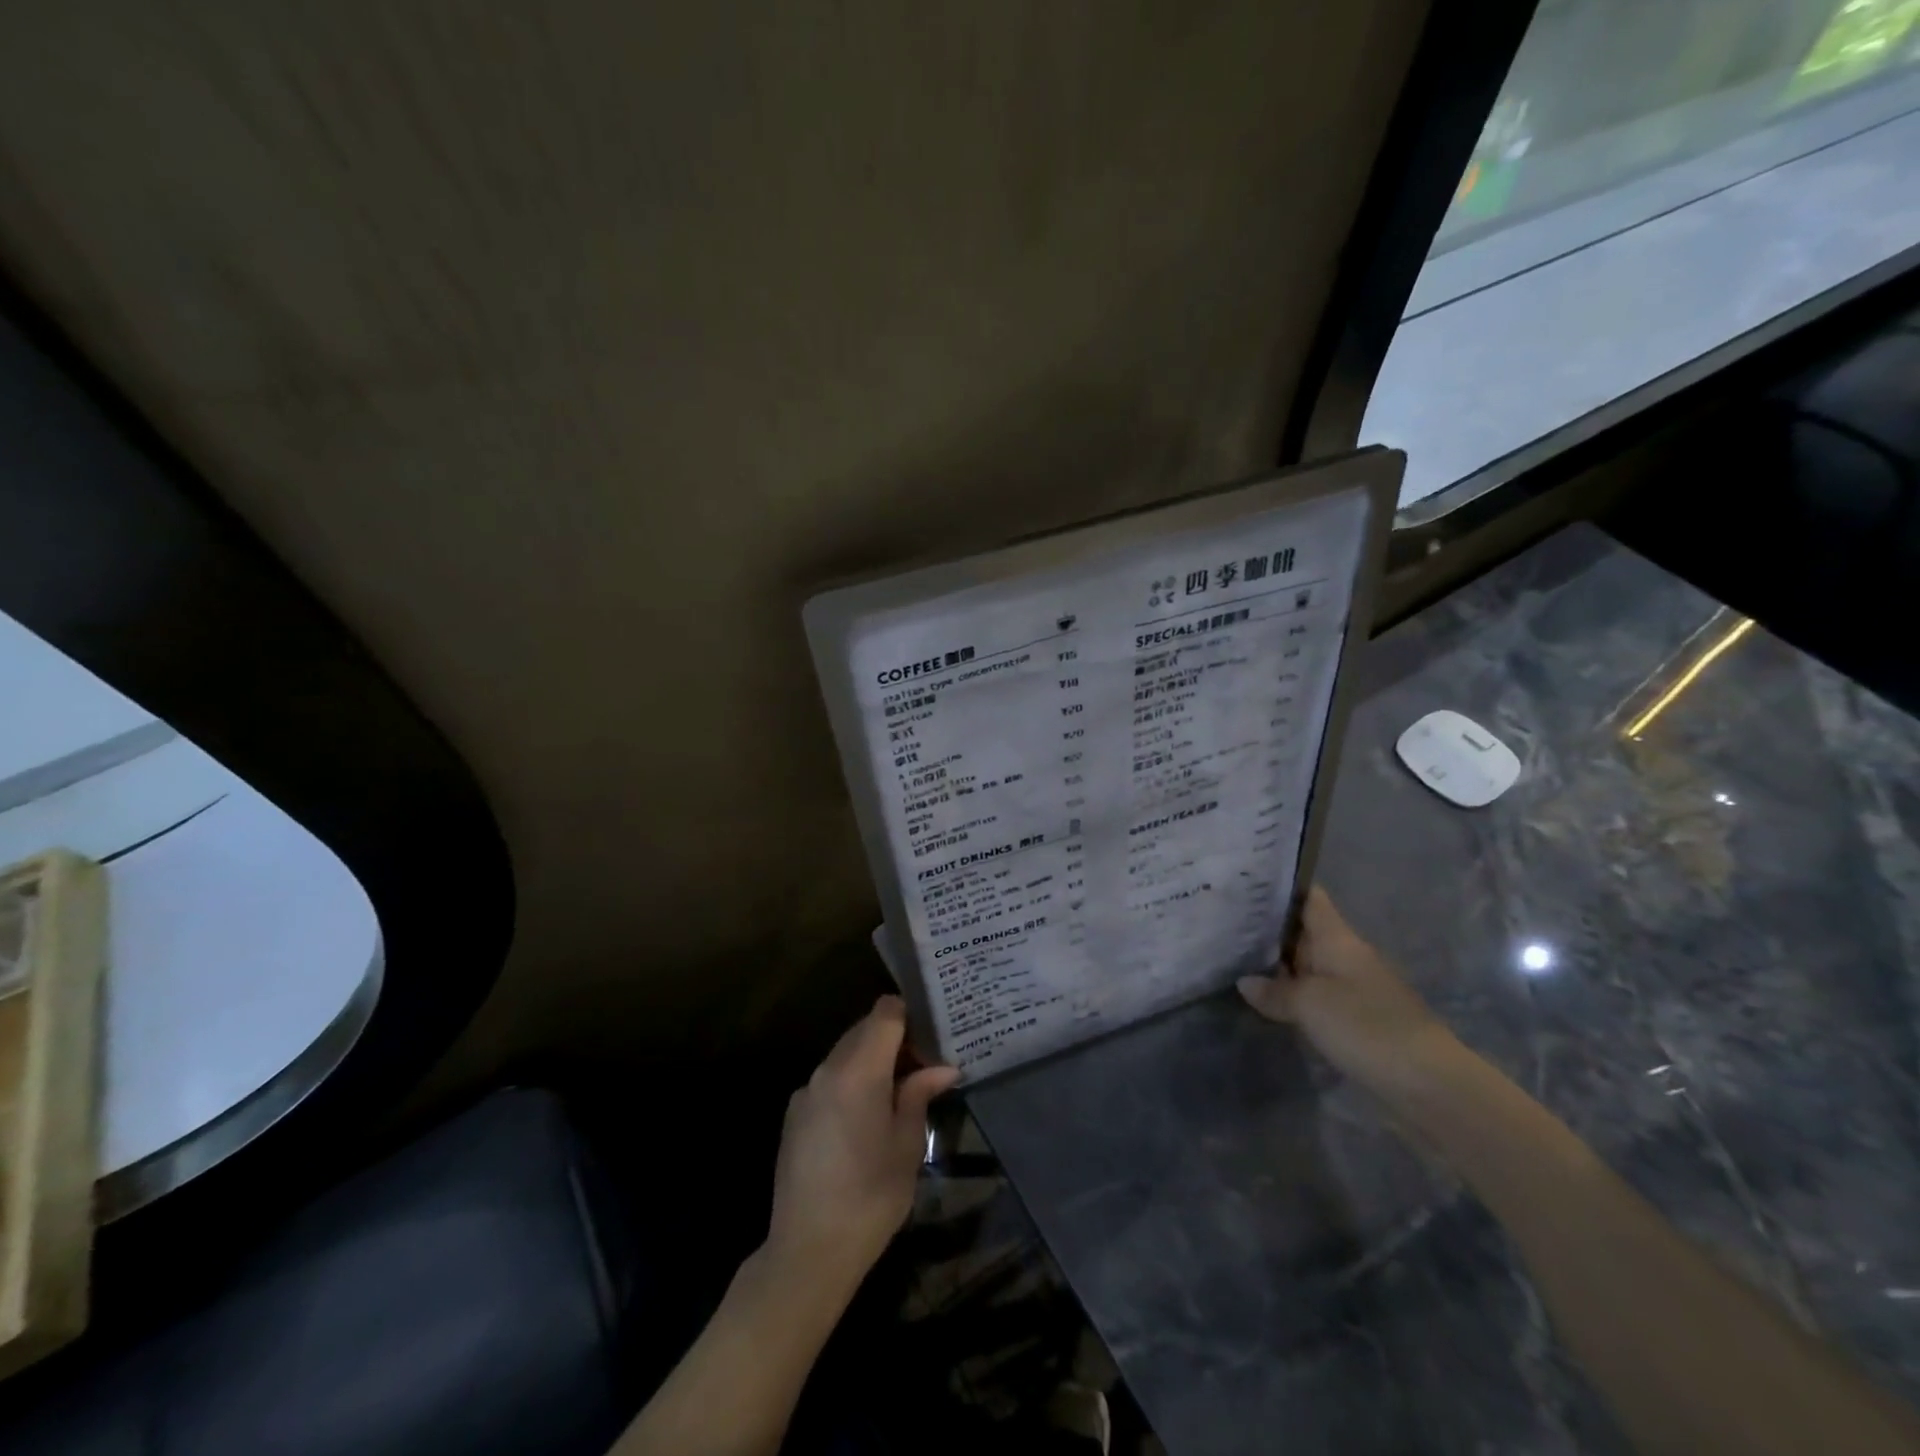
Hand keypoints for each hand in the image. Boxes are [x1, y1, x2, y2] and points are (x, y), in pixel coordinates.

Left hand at [765, 996, 957, 1302]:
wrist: (809, 1250)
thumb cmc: (871, 1196)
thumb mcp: (908, 1144)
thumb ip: (920, 1094)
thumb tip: (943, 1067)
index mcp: (859, 1070)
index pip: (885, 1012)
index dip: (910, 1015)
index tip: (930, 1037)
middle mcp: (828, 1069)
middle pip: (864, 1029)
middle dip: (894, 1039)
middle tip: (922, 1067)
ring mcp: (806, 1090)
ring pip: (845, 1053)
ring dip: (871, 1061)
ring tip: (897, 1093)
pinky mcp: (794, 1113)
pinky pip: (829, 1079)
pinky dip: (851, 1081)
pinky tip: (865, 1119)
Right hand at [1238, 886, 1460, 1095]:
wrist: (1428, 1082)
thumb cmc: (1365, 1026)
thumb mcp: (1309, 1004)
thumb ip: (1274, 991)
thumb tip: (1245, 982)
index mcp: (1338, 939)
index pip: (1310, 898)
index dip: (1282, 887)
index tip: (1248, 883)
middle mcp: (1347, 955)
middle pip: (1305, 931)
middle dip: (1270, 927)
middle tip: (1226, 921)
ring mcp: (1356, 987)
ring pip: (1310, 964)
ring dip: (1280, 963)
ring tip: (1236, 956)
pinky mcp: (1359, 1017)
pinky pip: (1318, 993)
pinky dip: (1295, 992)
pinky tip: (1269, 998)